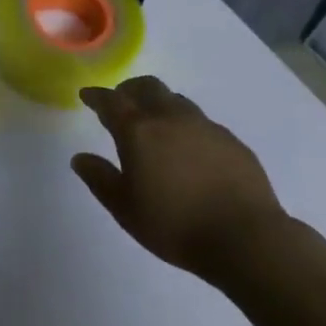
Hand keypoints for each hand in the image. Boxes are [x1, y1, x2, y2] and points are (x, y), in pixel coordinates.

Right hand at [71, 76, 289, 282]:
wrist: (246, 238)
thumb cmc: (176, 225)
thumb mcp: (126, 209)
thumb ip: (100, 179)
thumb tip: (80, 158)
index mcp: (139, 130)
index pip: (111, 101)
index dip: (96, 96)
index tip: (87, 96)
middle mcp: (170, 117)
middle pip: (146, 87)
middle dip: (129, 90)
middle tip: (122, 102)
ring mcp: (204, 125)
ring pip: (175, 100)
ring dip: (159, 104)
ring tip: (156, 124)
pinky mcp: (230, 139)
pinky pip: (201, 122)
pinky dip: (187, 126)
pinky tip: (190, 150)